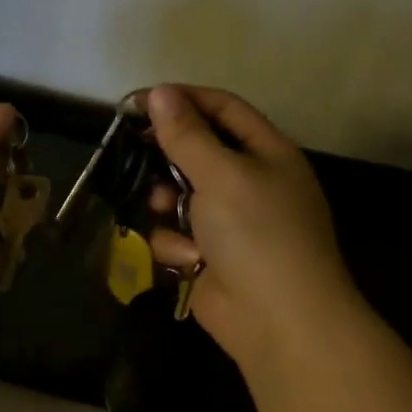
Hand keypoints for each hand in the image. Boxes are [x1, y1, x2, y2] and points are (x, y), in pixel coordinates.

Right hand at [145, 85, 366, 368]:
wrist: (278, 319)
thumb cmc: (258, 234)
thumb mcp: (222, 175)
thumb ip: (187, 135)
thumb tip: (160, 93)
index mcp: (266, 152)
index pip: (222, 109)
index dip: (183, 100)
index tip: (138, 103)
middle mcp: (247, 182)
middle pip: (194, 152)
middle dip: (165, 159)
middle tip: (134, 156)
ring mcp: (226, 222)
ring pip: (175, 195)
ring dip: (165, 204)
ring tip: (164, 211)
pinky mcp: (206, 255)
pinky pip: (174, 234)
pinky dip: (175, 244)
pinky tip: (187, 259)